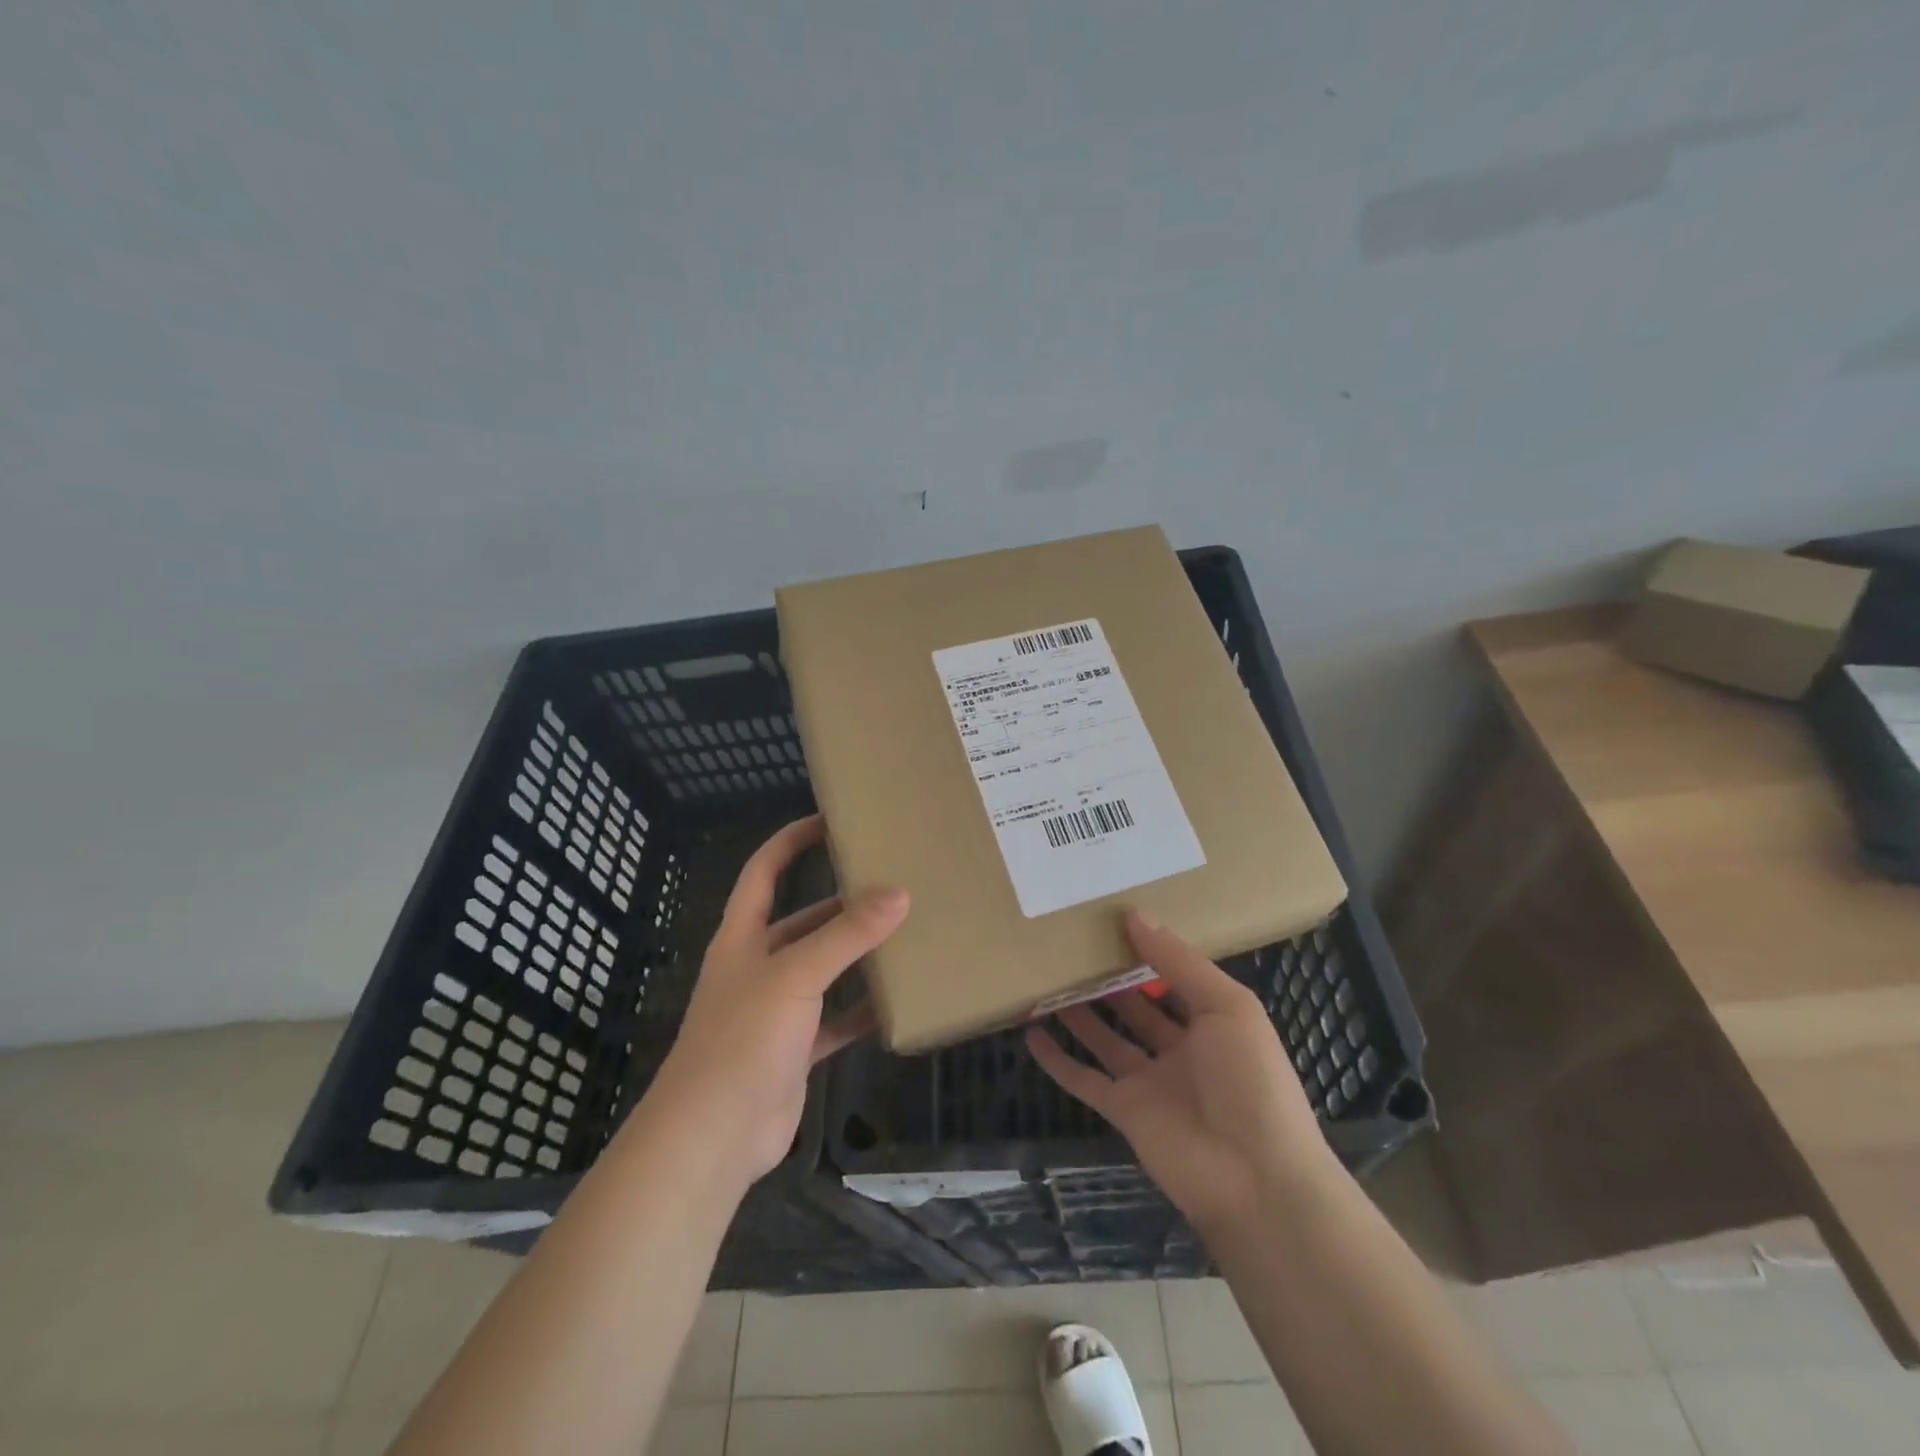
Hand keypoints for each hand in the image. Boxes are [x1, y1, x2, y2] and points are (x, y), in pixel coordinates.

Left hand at [651, 816, 907, 1181]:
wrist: (713, 1136)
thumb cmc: (743, 1039)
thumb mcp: (795, 976)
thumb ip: (846, 935)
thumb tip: (899, 894)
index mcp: (743, 937)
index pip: (763, 872)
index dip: (790, 841)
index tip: (831, 821)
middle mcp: (757, 966)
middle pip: (802, 921)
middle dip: (840, 903)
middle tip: (890, 884)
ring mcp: (775, 1011)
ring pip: (822, 970)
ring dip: (855, 955)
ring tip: (903, 934)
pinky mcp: (793, 1050)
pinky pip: (834, 1020)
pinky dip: (861, 1010)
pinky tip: (896, 1001)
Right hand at [1026, 912, 1335, 1231]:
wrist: (1256, 1180)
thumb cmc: (1251, 1081)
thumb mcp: (1228, 1008)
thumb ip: (1180, 962)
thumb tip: (1134, 915)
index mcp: (1213, 1022)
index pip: (1175, 977)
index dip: (1148, 950)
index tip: (1111, 920)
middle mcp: (1180, 1049)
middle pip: (1136, 1007)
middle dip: (1109, 980)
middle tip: (1070, 946)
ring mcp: (1150, 1082)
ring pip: (1106, 1039)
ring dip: (1079, 1013)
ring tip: (1047, 980)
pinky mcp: (1124, 1111)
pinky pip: (1084, 1080)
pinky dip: (1057, 1060)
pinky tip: (1032, 1034)